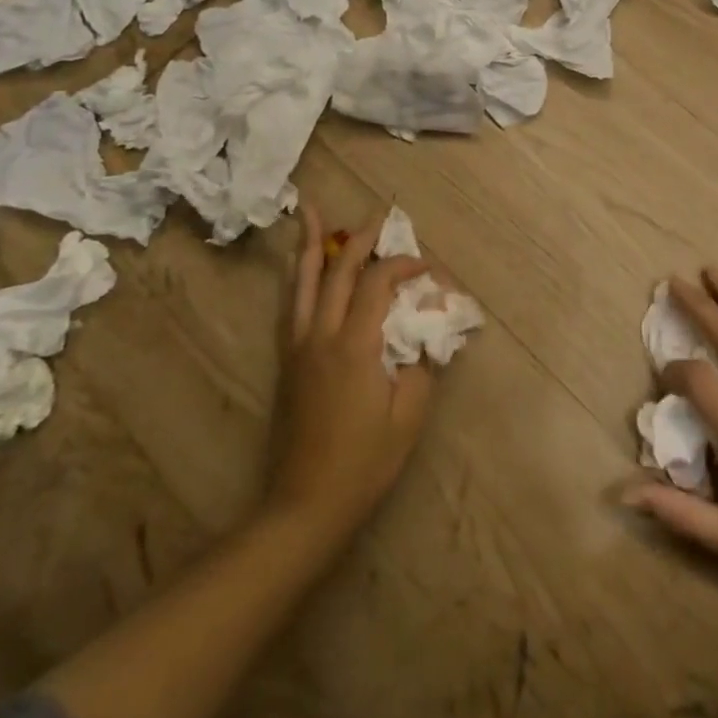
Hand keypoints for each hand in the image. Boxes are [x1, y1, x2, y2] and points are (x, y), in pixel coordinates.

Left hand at [263, 205, 434, 549]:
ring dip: (309, 244)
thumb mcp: (408, 416)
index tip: (427, 269)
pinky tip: (298, 266)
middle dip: (359, 239)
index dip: (404, 265)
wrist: (304, 506)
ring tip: (308, 210)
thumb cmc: (363, 463)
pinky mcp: (289, 361)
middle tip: (378, 217)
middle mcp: (322, 335)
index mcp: (354, 345)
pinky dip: (296, 276)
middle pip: (338, 270)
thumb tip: (429, 326)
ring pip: (303, 281)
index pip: (379, 283)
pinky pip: (292, 304)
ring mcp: (299, 346)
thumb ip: (422, 363)